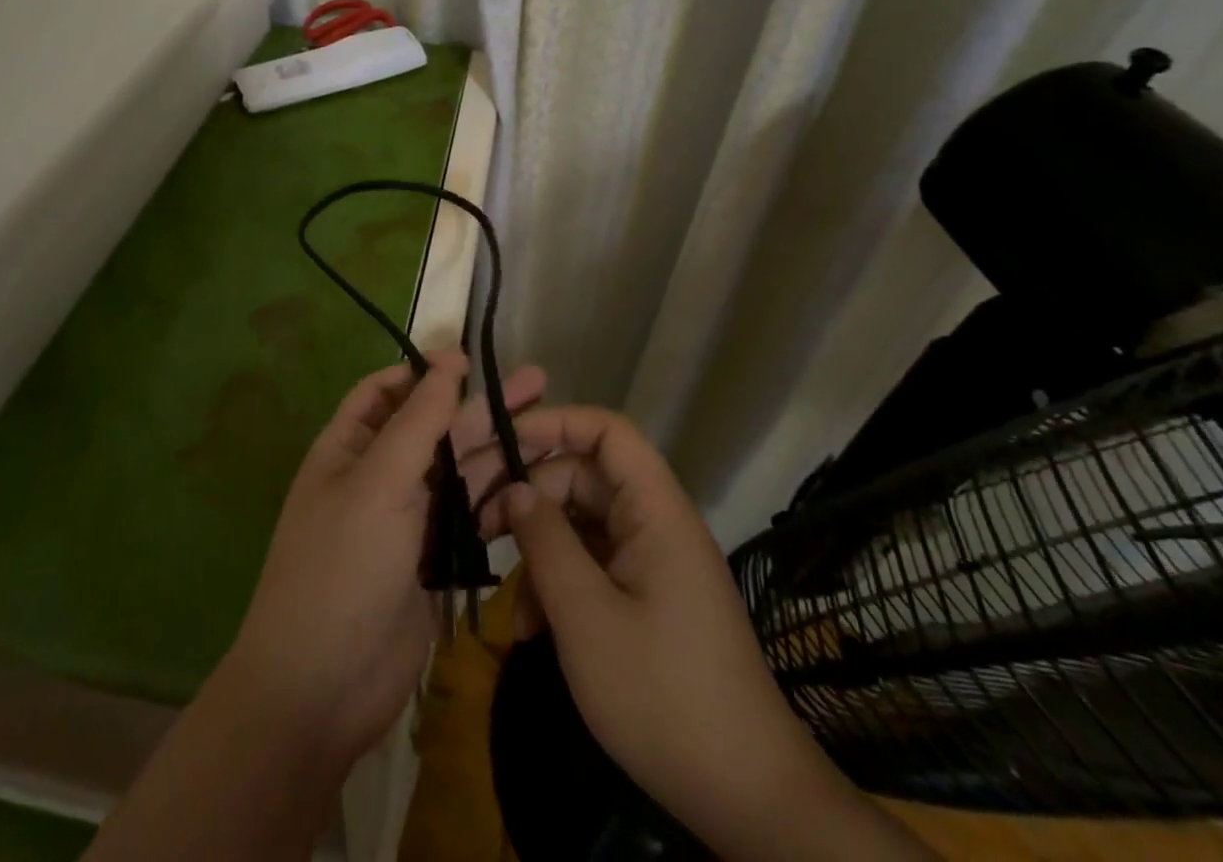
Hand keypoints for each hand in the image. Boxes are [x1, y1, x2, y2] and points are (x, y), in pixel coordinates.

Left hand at [227, 351, 545, 770]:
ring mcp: (406, 519)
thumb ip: (417, 421)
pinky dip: (497, 498)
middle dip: (481, 405)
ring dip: (497, 448)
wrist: (323, 688)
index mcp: (350, 448)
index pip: (385, 392)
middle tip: (538, 383)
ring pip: (457, 470)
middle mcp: (378, 475)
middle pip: (434, 427)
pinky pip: (468, 516)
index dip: (424, 371)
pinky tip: (536, 484)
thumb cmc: (341, 567)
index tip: (470, 361)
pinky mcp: (431, 560)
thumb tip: (446, 363)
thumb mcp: (377, 482)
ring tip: (551, 427)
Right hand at [474, 406, 929, 859]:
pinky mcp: (647, 598)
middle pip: (583, 477)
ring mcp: (652, 562)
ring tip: (505, 595)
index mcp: (655, 509)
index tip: (499, 443)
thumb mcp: (586, 616)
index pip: (606, 431)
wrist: (746, 798)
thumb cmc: (663, 695)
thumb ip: (545, 542)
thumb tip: (514, 490)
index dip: (553, 423)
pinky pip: (594, 566)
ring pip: (581, 525)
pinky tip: (533, 629)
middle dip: (529, 494)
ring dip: (540, 550)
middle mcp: (656, 523)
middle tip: (477, 520)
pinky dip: (560, 585)